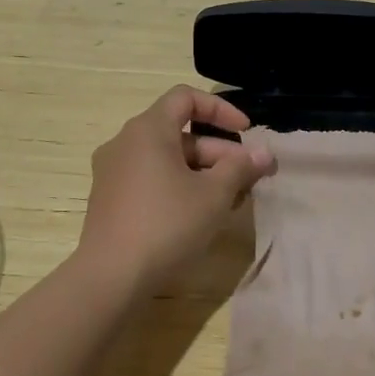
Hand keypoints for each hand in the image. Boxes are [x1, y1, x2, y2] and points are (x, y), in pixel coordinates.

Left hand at [77, 86, 275, 295]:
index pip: (186, 98)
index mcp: (148, 130)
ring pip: (167, 160)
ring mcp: (113, 172)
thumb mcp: (214, 195)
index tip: (246, 132)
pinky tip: (201, 216)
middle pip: (180, 133)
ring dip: (203, 173)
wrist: (111, 278)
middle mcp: (125, 143)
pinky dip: (179, 187)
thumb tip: (264, 153)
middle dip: (220, 152)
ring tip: (232, 201)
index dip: (220, 109)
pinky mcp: (110, 200)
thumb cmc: (167, 225)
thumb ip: (240, 168)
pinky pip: (151, 179)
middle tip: (249, 178)